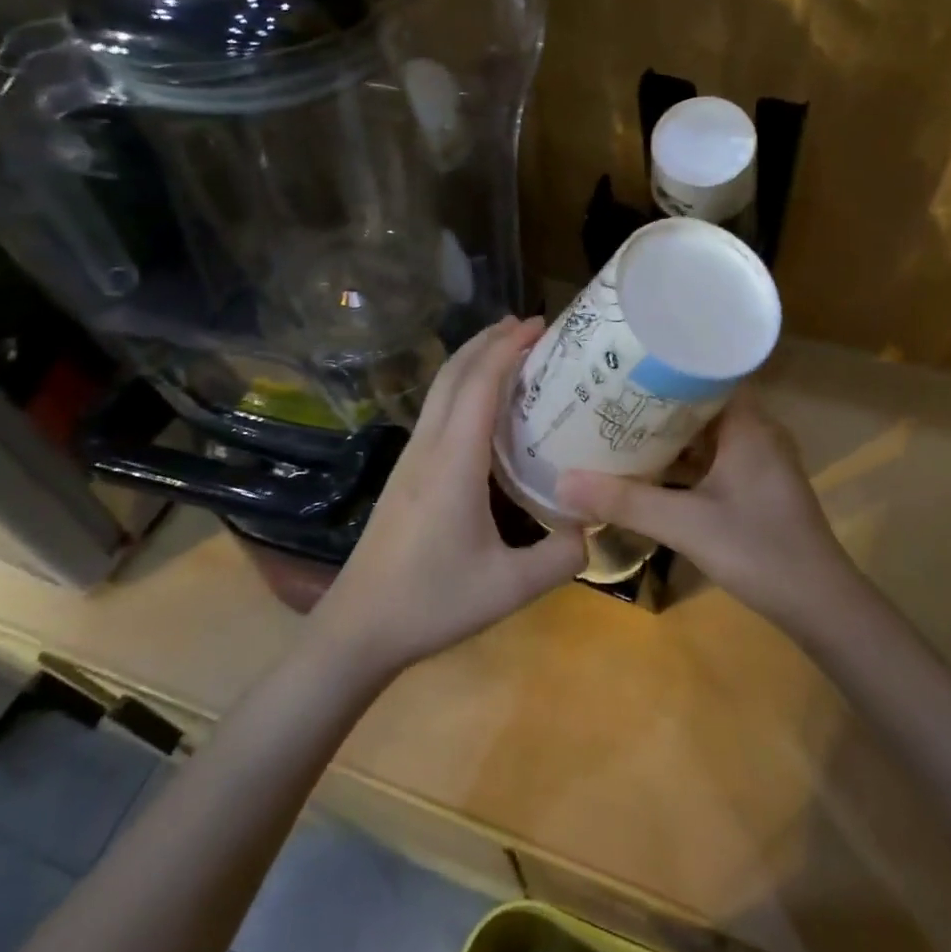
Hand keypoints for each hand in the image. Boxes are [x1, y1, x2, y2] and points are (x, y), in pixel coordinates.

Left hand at [312, 317, 584, 677]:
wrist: (358, 627)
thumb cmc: (432, 602)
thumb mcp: (510, 587)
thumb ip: (561, 556)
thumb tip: (592, 528)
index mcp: (454, 461)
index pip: (482, 384)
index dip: (509, 347)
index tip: (540, 324)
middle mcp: (429, 447)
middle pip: (454, 374)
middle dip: (489, 340)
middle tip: (528, 325)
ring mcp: (410, 459)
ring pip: (440, 390)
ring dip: (472, 361)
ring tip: (507, 352)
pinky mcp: (404, 474)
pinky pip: (435, 412)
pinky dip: (462, 388)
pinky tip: (481, 408)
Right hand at [556, 394, 862, 637]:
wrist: (820, 605)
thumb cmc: (759, 550)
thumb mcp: (686, 525)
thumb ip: (625, 502)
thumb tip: (561, 482)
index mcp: (748, 423)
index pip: (704, 372)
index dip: (662, 364)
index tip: (619, 361)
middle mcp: (756, 431)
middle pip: (699, 401)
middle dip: (654, 399)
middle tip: (604, 392)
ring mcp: (758, 459)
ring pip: (704, 432)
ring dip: (665, 432)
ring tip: (614, 423)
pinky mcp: (755, 485)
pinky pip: (711, 458)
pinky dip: (681, 459)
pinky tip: (645, 467)